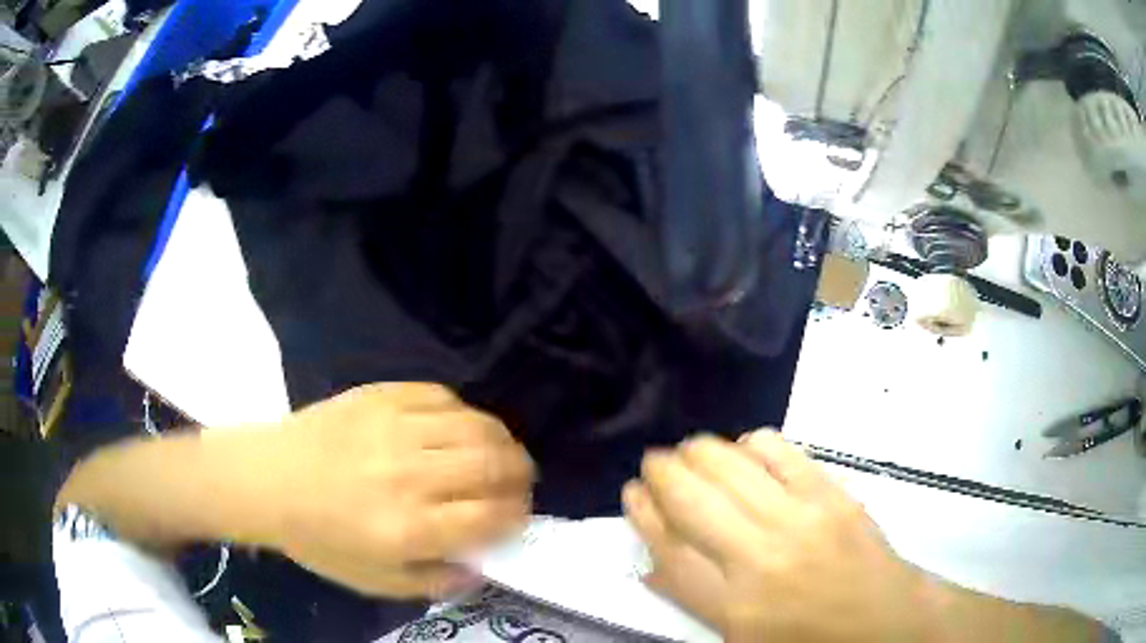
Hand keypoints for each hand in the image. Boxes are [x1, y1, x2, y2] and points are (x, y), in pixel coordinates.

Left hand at [262, 383, 534, 597]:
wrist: (268, 479)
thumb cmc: (319, 538)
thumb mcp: (376, 583)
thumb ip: (436, 582)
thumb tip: (482, 567)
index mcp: (407, 528)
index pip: (491, 516)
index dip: (517, 516)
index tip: (517, 517)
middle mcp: (408, 475)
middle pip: (493, 464)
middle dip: (520, 475)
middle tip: (518, 482)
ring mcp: (394, 427)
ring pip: (476, 425)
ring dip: (501, 441)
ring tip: (499, 453)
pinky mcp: (380, 395)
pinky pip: (441, 396)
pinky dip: (463, 413)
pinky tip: (458, 428)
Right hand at [623, 431, 928, 641]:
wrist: (885, 623)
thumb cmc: (807, 640)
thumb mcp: (739, 638)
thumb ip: (694, 599)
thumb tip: (655, 561)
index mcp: (732, 606)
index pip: (670, 549)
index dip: (643, 515)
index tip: (631, 492)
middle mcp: (760, 557)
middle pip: (693, 500)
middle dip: (663, 472)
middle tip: (653, 462)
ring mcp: (801, 519)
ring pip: (732, 468)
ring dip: (701, 451)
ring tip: (689, 450)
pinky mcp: (833, 496)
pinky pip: (782, 453)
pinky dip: (753, 443)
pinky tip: (743, 448)